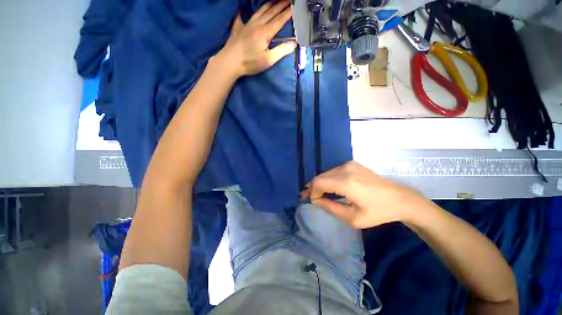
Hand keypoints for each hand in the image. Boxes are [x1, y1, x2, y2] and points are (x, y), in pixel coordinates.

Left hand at [215, 1, 295, 77]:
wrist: (230, 62)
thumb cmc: (250, 62)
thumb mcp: (268, 60)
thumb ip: (281, 51)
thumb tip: (294, 43)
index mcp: (265, 33)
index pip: (279, 20)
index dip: (288, 13)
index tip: (294, 7)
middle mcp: (257, 24)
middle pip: (271, 12)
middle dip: (281, 5)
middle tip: (288, 0)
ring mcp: (247, 24)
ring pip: (260, 11)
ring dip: (269, 5)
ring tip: (275, 0)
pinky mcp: (238, 27)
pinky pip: (243, 16)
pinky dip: (245, 11)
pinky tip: (244, 9)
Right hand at [301, 161, 428, 228]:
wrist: (400, 198)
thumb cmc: (378, 212)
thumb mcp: (353, 218)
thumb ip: (331, 208)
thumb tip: (316, 201)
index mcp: (347, 182)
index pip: (319, 183)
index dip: (311, 192)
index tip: (310, 201)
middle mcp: (346, 169)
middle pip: (320, 176)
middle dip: (313, 187)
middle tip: (309, 197)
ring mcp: (349, 164)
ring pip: (326, 173)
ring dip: (320, 183)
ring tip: (317, 194)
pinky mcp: (352, 164)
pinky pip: (333, 171)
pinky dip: (328, 179)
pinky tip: (329, 187)